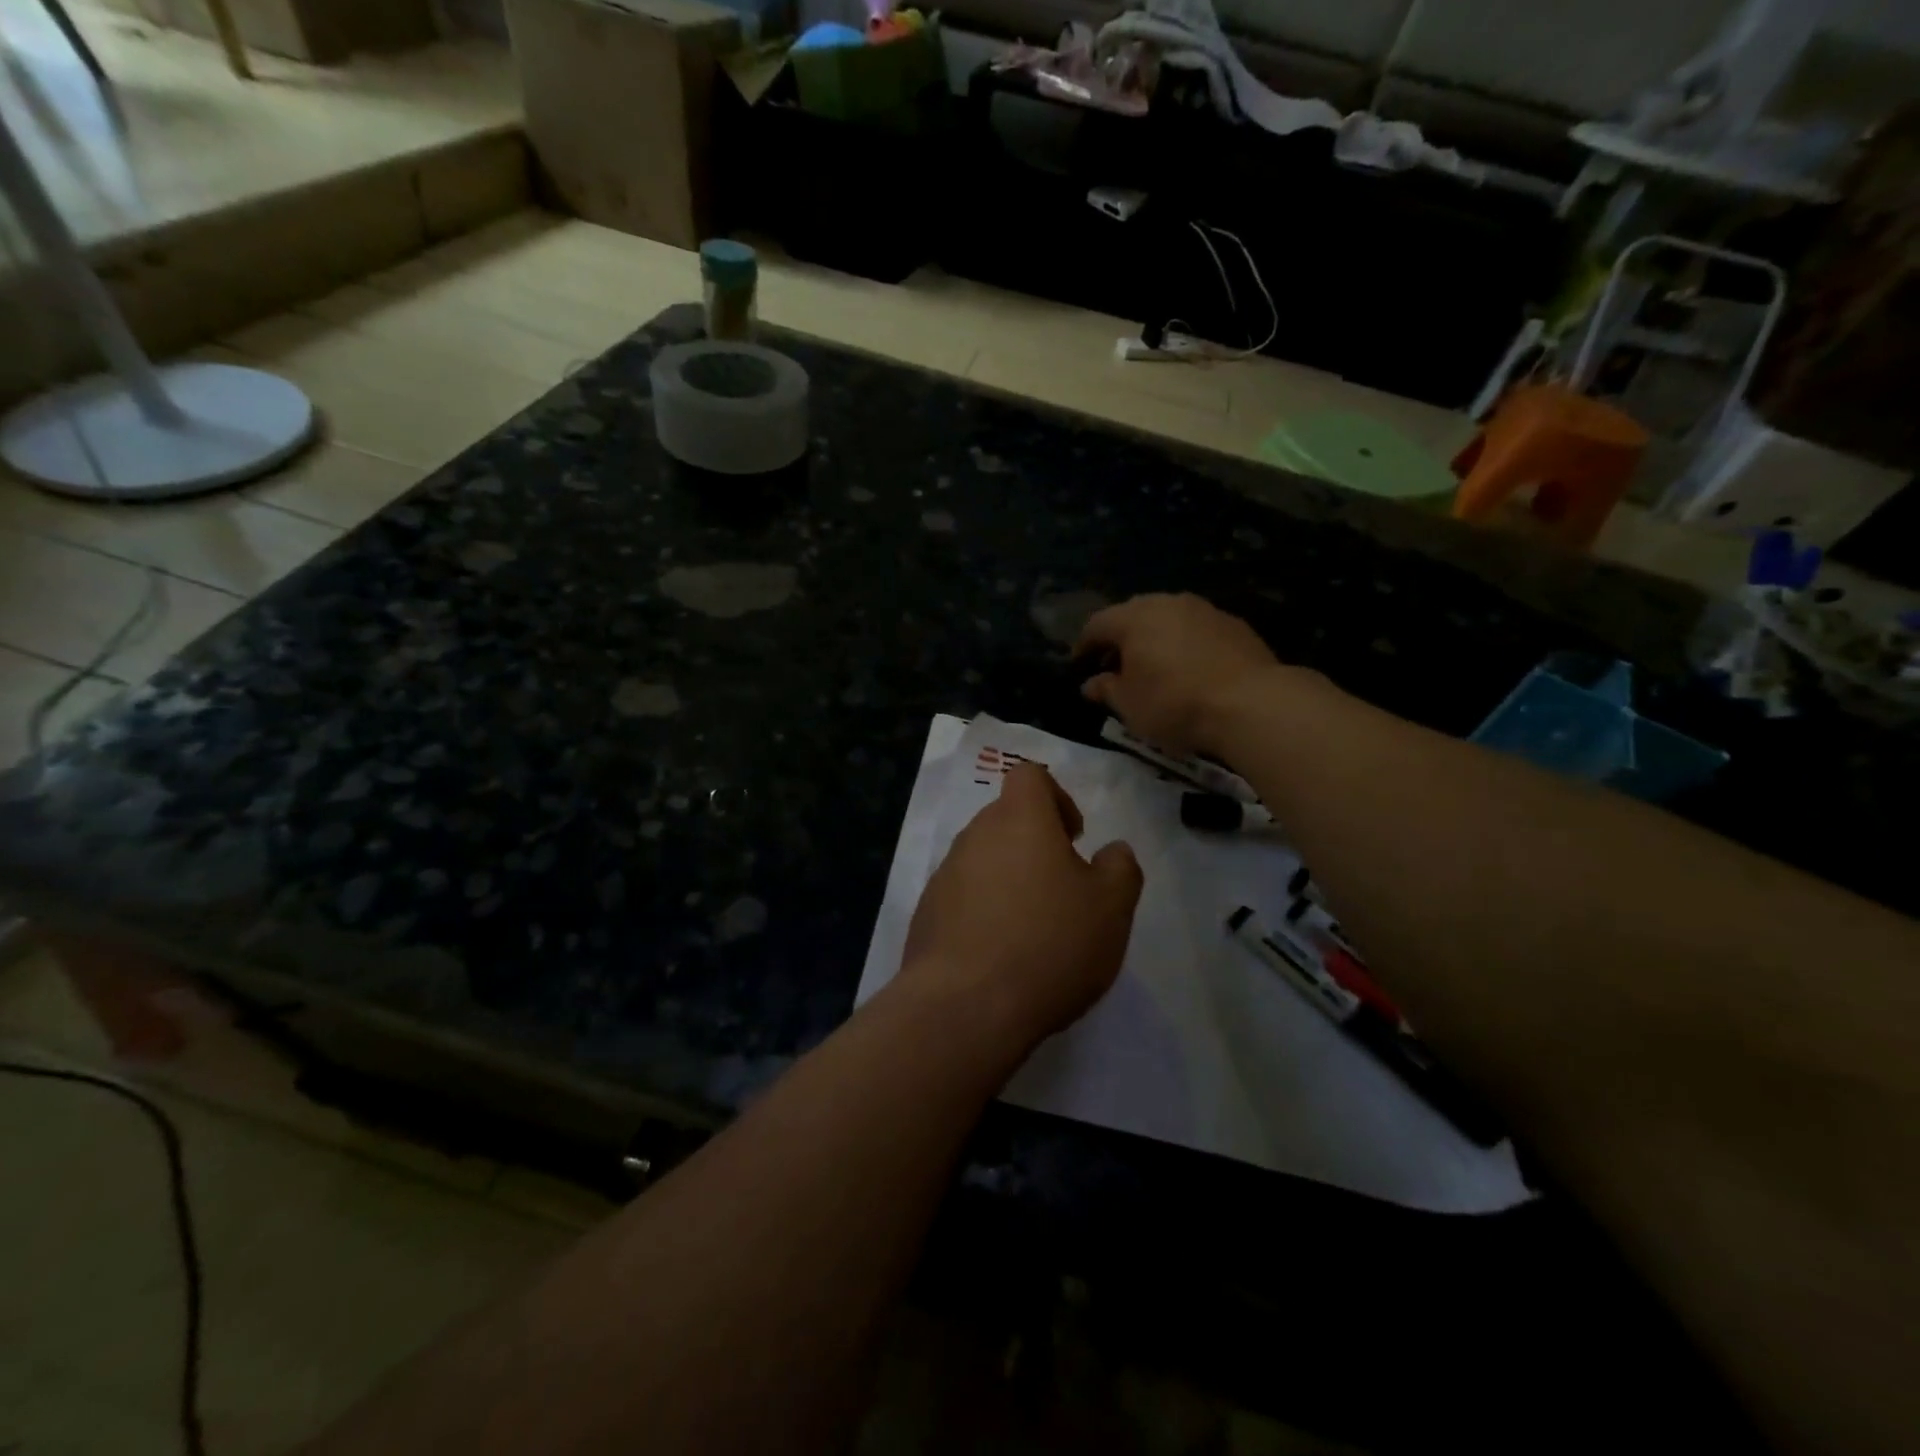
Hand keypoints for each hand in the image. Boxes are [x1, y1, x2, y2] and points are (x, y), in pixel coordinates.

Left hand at [899, 763, 1142, 1052]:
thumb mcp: (1111, 907)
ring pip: (984, 860)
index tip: (1074, 839)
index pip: (1030, 777)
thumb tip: (1112, 851)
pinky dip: (983, 912)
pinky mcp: (926, 913)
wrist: (966, 1006)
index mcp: (1019, 819)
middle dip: (1035, 844)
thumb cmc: (1049, 944)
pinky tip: (1001, 955)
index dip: (1056, 798)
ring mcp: (944, 875)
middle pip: (1006, 819)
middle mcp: (975, 836)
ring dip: (1009, 879)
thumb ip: (1120, 868)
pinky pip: (962, 897)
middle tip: (1062, 890)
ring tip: (1033, 929)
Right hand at [1076, 593, 1281, 755]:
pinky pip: (1195, 630)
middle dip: (1120, 640)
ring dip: (1154, 640)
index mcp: (1134, 618)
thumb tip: (1090, 683)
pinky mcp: (1233, 624)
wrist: (1251, 703)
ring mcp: (1204, 610)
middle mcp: (1167, 602)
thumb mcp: (1129, 706)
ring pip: (1167, 619)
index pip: (1096, 625)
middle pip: (1132, 615)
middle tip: (1115, 667)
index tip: (1079, 667)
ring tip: (1152, 669)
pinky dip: (1183, 645)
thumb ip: (1106, 689)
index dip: (1083, 646)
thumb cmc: (1175, 704)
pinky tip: (1188, 670)